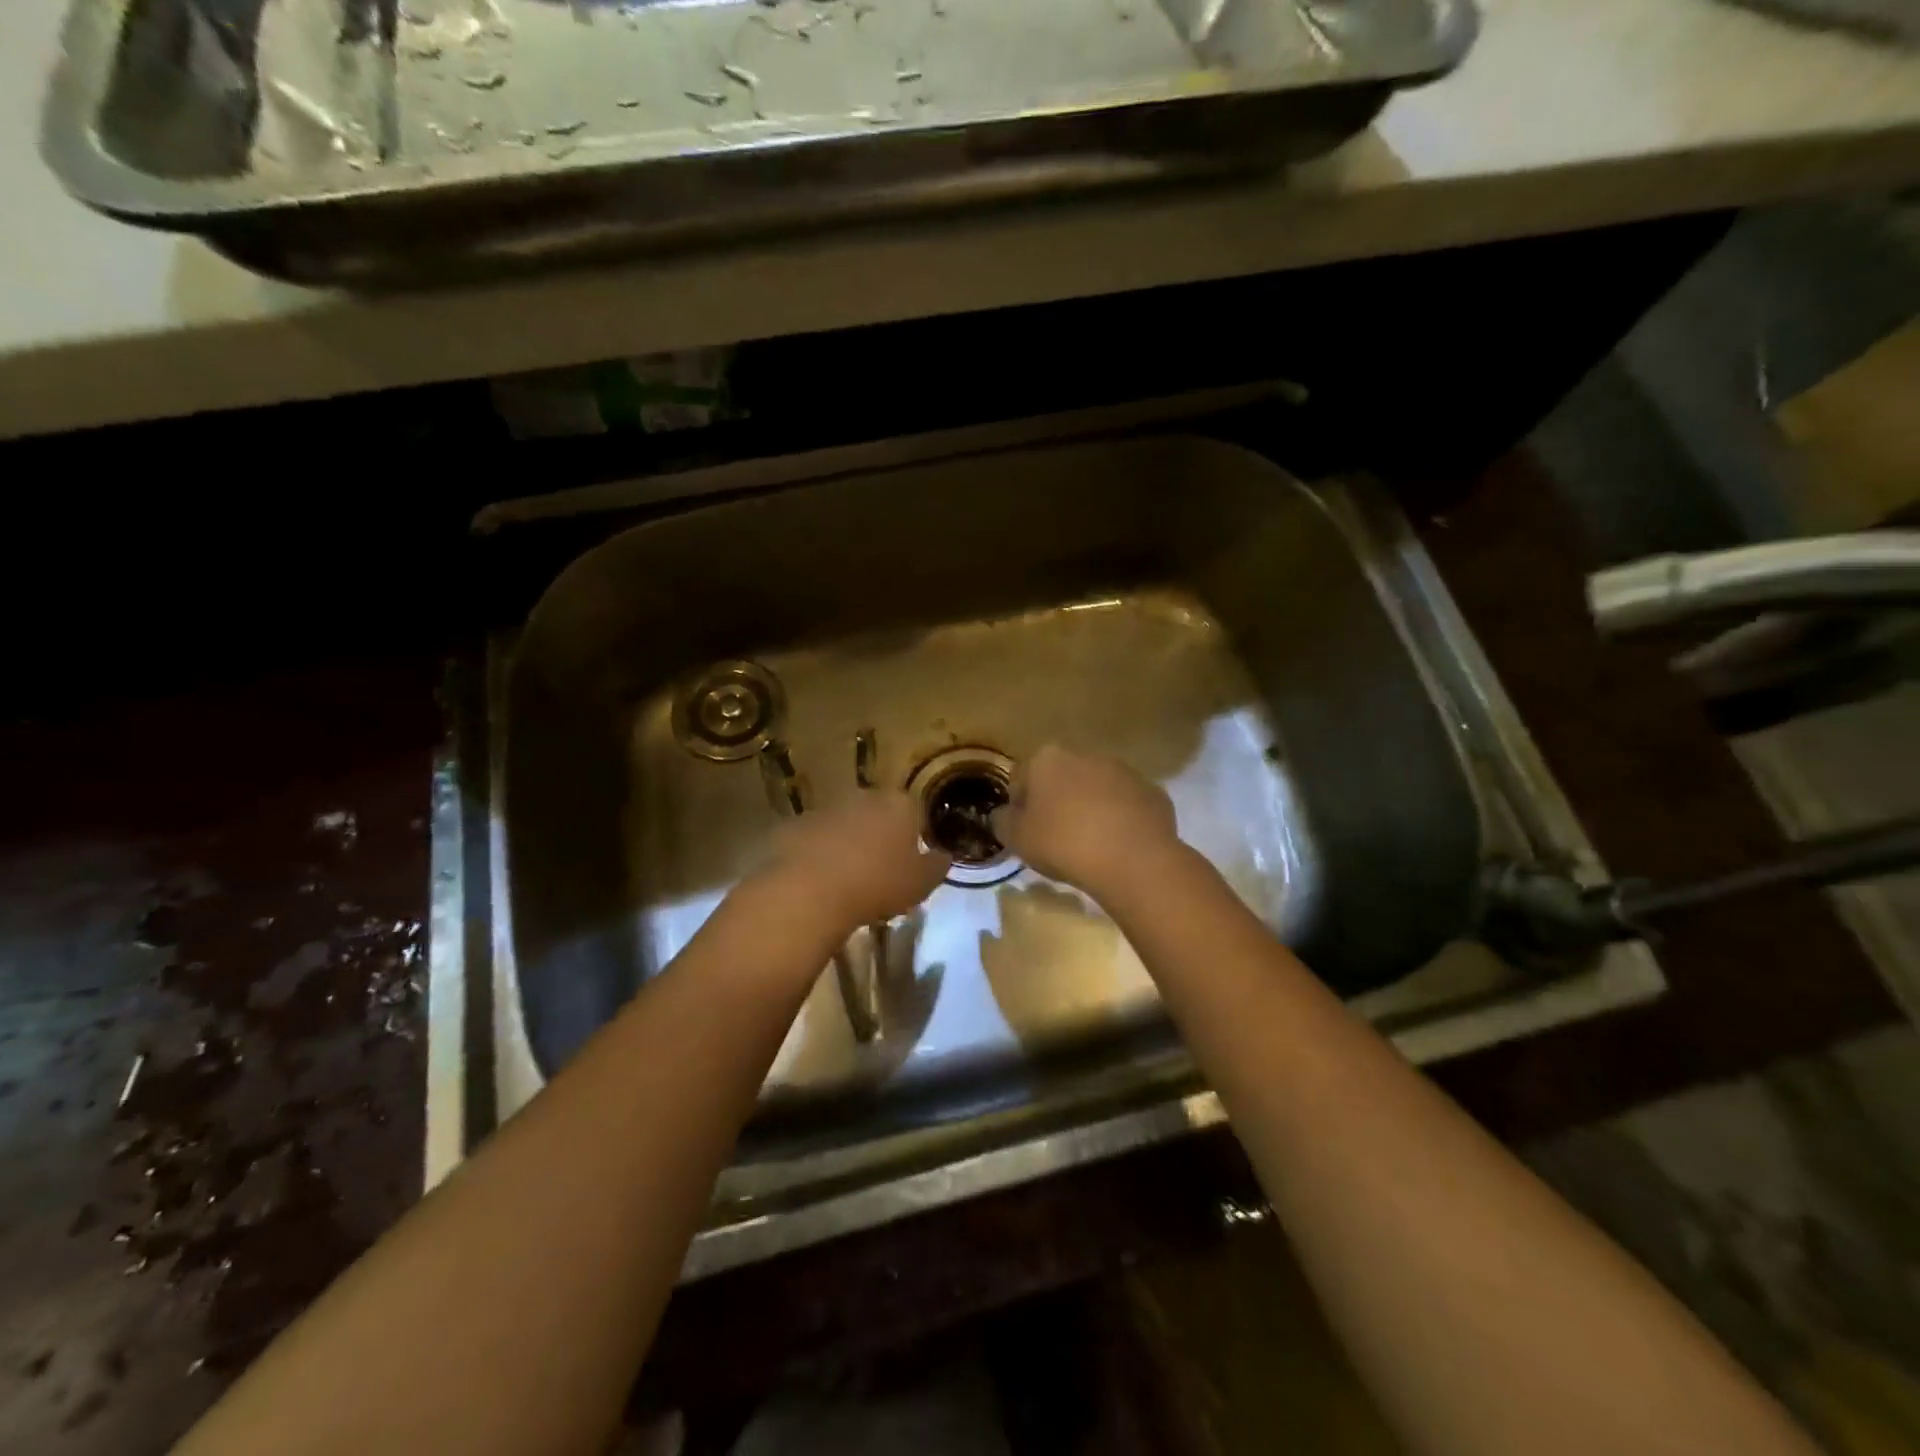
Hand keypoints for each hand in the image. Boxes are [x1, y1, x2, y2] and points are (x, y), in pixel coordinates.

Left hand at [764, 790, 950, 932]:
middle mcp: (863, 797)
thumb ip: (936, 866)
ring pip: (844, 825)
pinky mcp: (794, 825)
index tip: (910, 863)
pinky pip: (814, 839)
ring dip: (847, 845)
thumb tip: (943, 856)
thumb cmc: (877, 883)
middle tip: (879, 872)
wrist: (809, 890)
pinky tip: (818, 882)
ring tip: (846, 881)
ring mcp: (826, 808)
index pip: (913, 813)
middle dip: (879, 836)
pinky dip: (817, 855)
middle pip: (877, 814)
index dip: (913, 837)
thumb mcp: (921, 883)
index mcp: (899, 804)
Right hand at [990, 745, 1181, 901]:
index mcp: (1048, 758)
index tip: (1024, 832)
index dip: (1020, 806)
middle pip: (1062, 779)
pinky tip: (1117, 847)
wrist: (1133, 859)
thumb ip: (1002, 822)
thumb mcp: (1017, 839)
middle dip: (1057, 802)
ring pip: (1097, 790)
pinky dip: (1120, 821)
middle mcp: (1087, 754)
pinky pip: (1127, 806)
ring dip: (1090, 809)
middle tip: (1055, 839)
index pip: (1022, 778)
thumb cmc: (1064, 843)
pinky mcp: (1153, 792)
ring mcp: (1124, 771)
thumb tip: (1002, 815)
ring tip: (1089, 846)